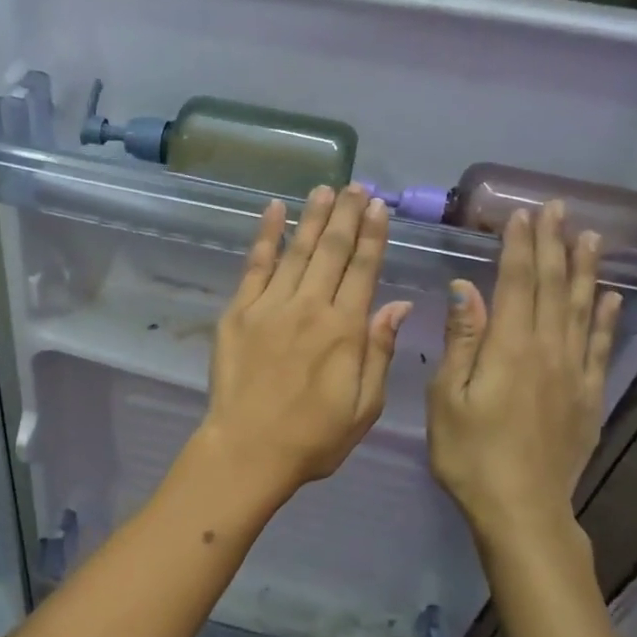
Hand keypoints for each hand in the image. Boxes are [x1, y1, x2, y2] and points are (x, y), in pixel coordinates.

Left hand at [198, 185, 413, 497]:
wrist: (247, 450)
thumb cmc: (313, 438)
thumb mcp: (365, 406)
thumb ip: (380, 351)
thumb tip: (398, 304)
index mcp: (345, 330)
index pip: (363, 270)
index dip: (373, 236)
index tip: (379, 208)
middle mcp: (309, 307)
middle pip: (332, 251)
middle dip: (346, 215)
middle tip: (356, 186)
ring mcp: (269, 306)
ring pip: (296, 250)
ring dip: (312, 217)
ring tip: (325, 189)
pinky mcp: (238, 312)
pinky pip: (254, 265)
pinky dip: (265, 235)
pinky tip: (273, 210)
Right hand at [427, 202, 620, 563]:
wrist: (522, 509)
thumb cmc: (470, 454)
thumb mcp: (447, 398)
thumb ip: (462, 340)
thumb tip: (466, 288)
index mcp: (510, 348)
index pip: (518, 284)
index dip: (520, 247)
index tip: (523, 215)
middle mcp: (548, 350)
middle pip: (553, 288)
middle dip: (554, 245)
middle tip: (558, 208)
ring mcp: (574, 373)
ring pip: (583, 310)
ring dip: (585, 270)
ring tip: (591, 236)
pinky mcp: (588, 396)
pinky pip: (602, 347)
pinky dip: (608, 319)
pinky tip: (611, 298)